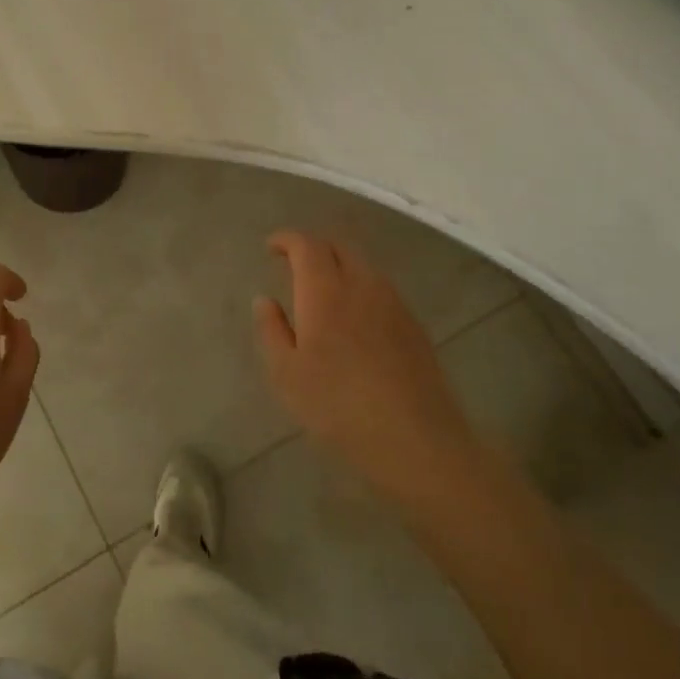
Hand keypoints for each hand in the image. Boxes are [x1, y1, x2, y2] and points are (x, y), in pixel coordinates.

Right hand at [254, 231, 477, 504]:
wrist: (415, 439)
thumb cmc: (337, 407)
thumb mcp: (286, 374)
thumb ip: (272, 330)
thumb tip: (264, 299)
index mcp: (325, 291)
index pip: (306, 245)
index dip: (287, 239)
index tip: (271, 248)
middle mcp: (361, 285)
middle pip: (338, 246)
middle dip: (313, 247)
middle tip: (294, 264)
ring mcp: (393, 303)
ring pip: (363, 266)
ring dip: (339, 265)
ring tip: (322, 289)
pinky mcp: (413, 324)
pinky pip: (381, 288)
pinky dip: (360, 286)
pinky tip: (354, 316)